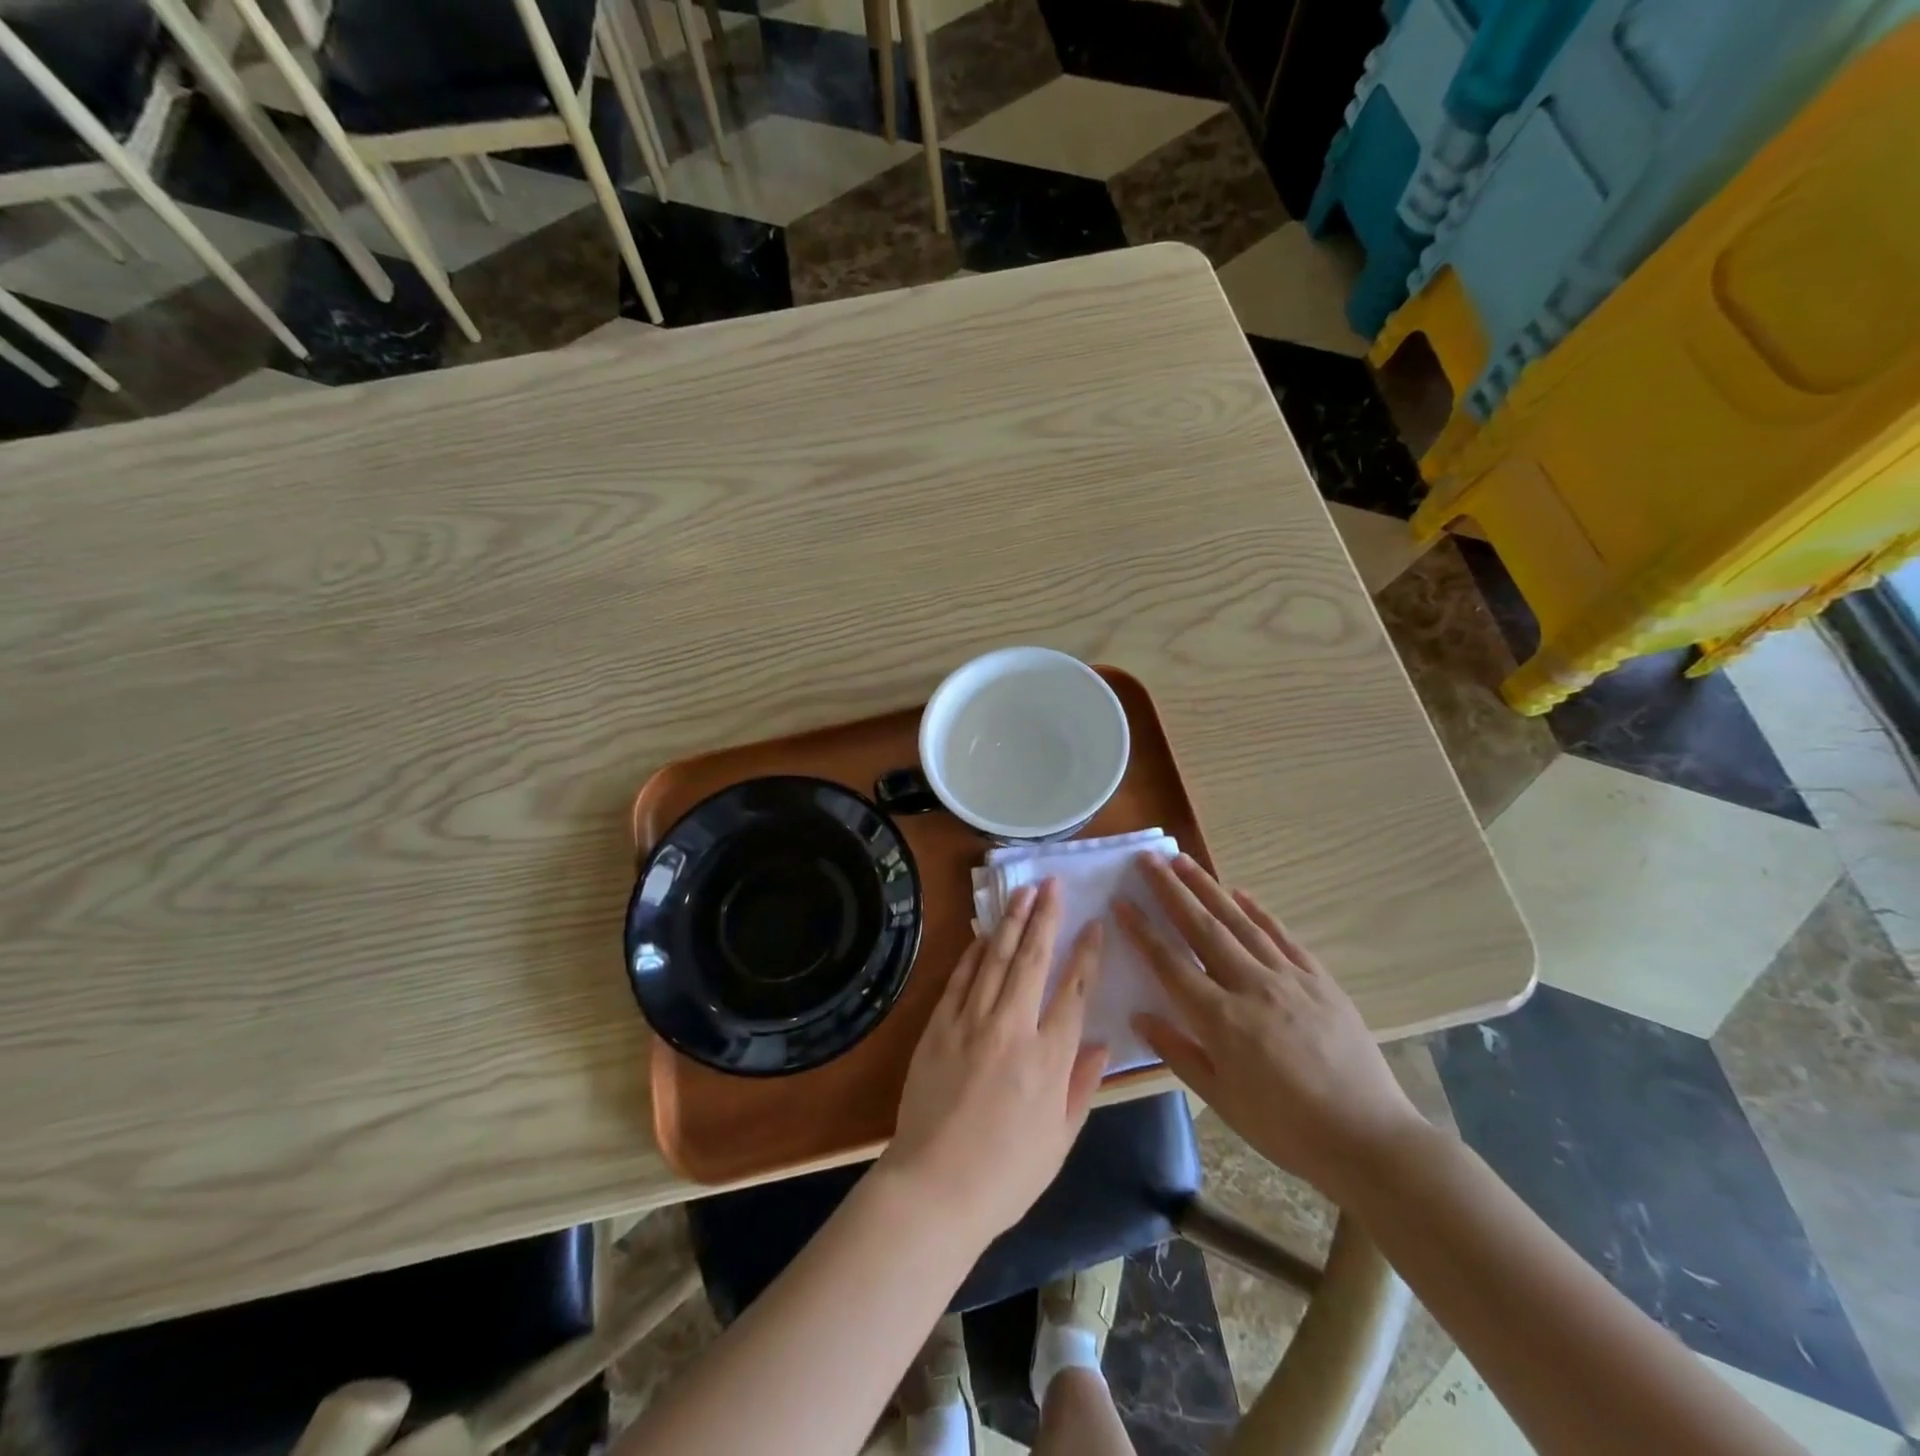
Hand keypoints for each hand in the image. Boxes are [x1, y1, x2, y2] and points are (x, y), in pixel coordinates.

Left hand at [878, 879, 1108, 1246]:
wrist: (935, 1188)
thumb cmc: (1007, 1175)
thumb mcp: (1060, 1140)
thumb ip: (1082, 1086)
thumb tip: (1101, 1043)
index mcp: (1049, 1058)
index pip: (1074, 990)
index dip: (1087, 953)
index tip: (1094, 923)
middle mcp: (1012, 1028)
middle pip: (1032, 959)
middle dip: (1045, 917)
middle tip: (1051, 883)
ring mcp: (971, 1023)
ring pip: (995, 959)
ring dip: (1010, 921)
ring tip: (1022, 892)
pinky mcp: (939, 1026)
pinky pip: (960, 979)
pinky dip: (974, 952)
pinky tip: (984, 932)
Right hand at [1116, 854, 1424, 1200]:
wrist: (1368, 1139)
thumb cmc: (1286, 1128)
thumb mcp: (1222, 1100)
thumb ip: (1178, 1052)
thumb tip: (1140, 1015)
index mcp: (1221, 1019)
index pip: (1170, 964)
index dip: (1141, 931)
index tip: (1120, 901)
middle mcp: (1251, 986)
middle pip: (1202, 928)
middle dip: (1171, 891)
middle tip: (1148, 859)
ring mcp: (1289, 978)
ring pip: (1240, 922)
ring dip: (1208, 888)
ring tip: (1184, 860)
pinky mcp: (1319, 980)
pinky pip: (1282, 936)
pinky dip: (1259, 911)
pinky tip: (1240, 893)